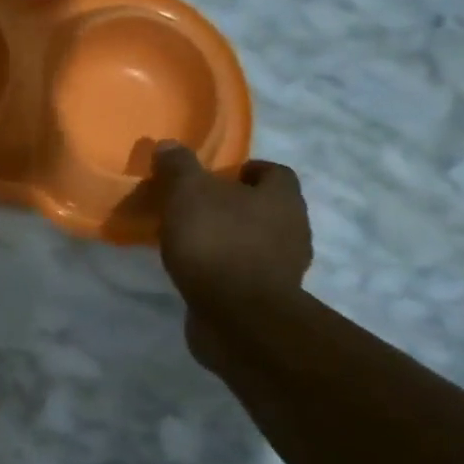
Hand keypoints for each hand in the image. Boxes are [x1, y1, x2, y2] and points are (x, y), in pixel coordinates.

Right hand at [151, 144, 311, 367]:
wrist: (238, 317)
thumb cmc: (216, 243)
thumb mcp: (187, 193)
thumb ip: (178, 166)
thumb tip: (169, 145)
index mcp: (283, 197)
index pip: (274, 172)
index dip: (247, 170)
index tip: (218, 176)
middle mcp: (295, 228)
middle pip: (268, 208)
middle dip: (237, 206)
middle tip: (200, 207)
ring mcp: (286, 268)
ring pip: (259, 242)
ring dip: (233, 239)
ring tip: (194, 242)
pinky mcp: (271, 299)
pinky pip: (248, 274)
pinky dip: (228, 270)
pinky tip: (200, 273)